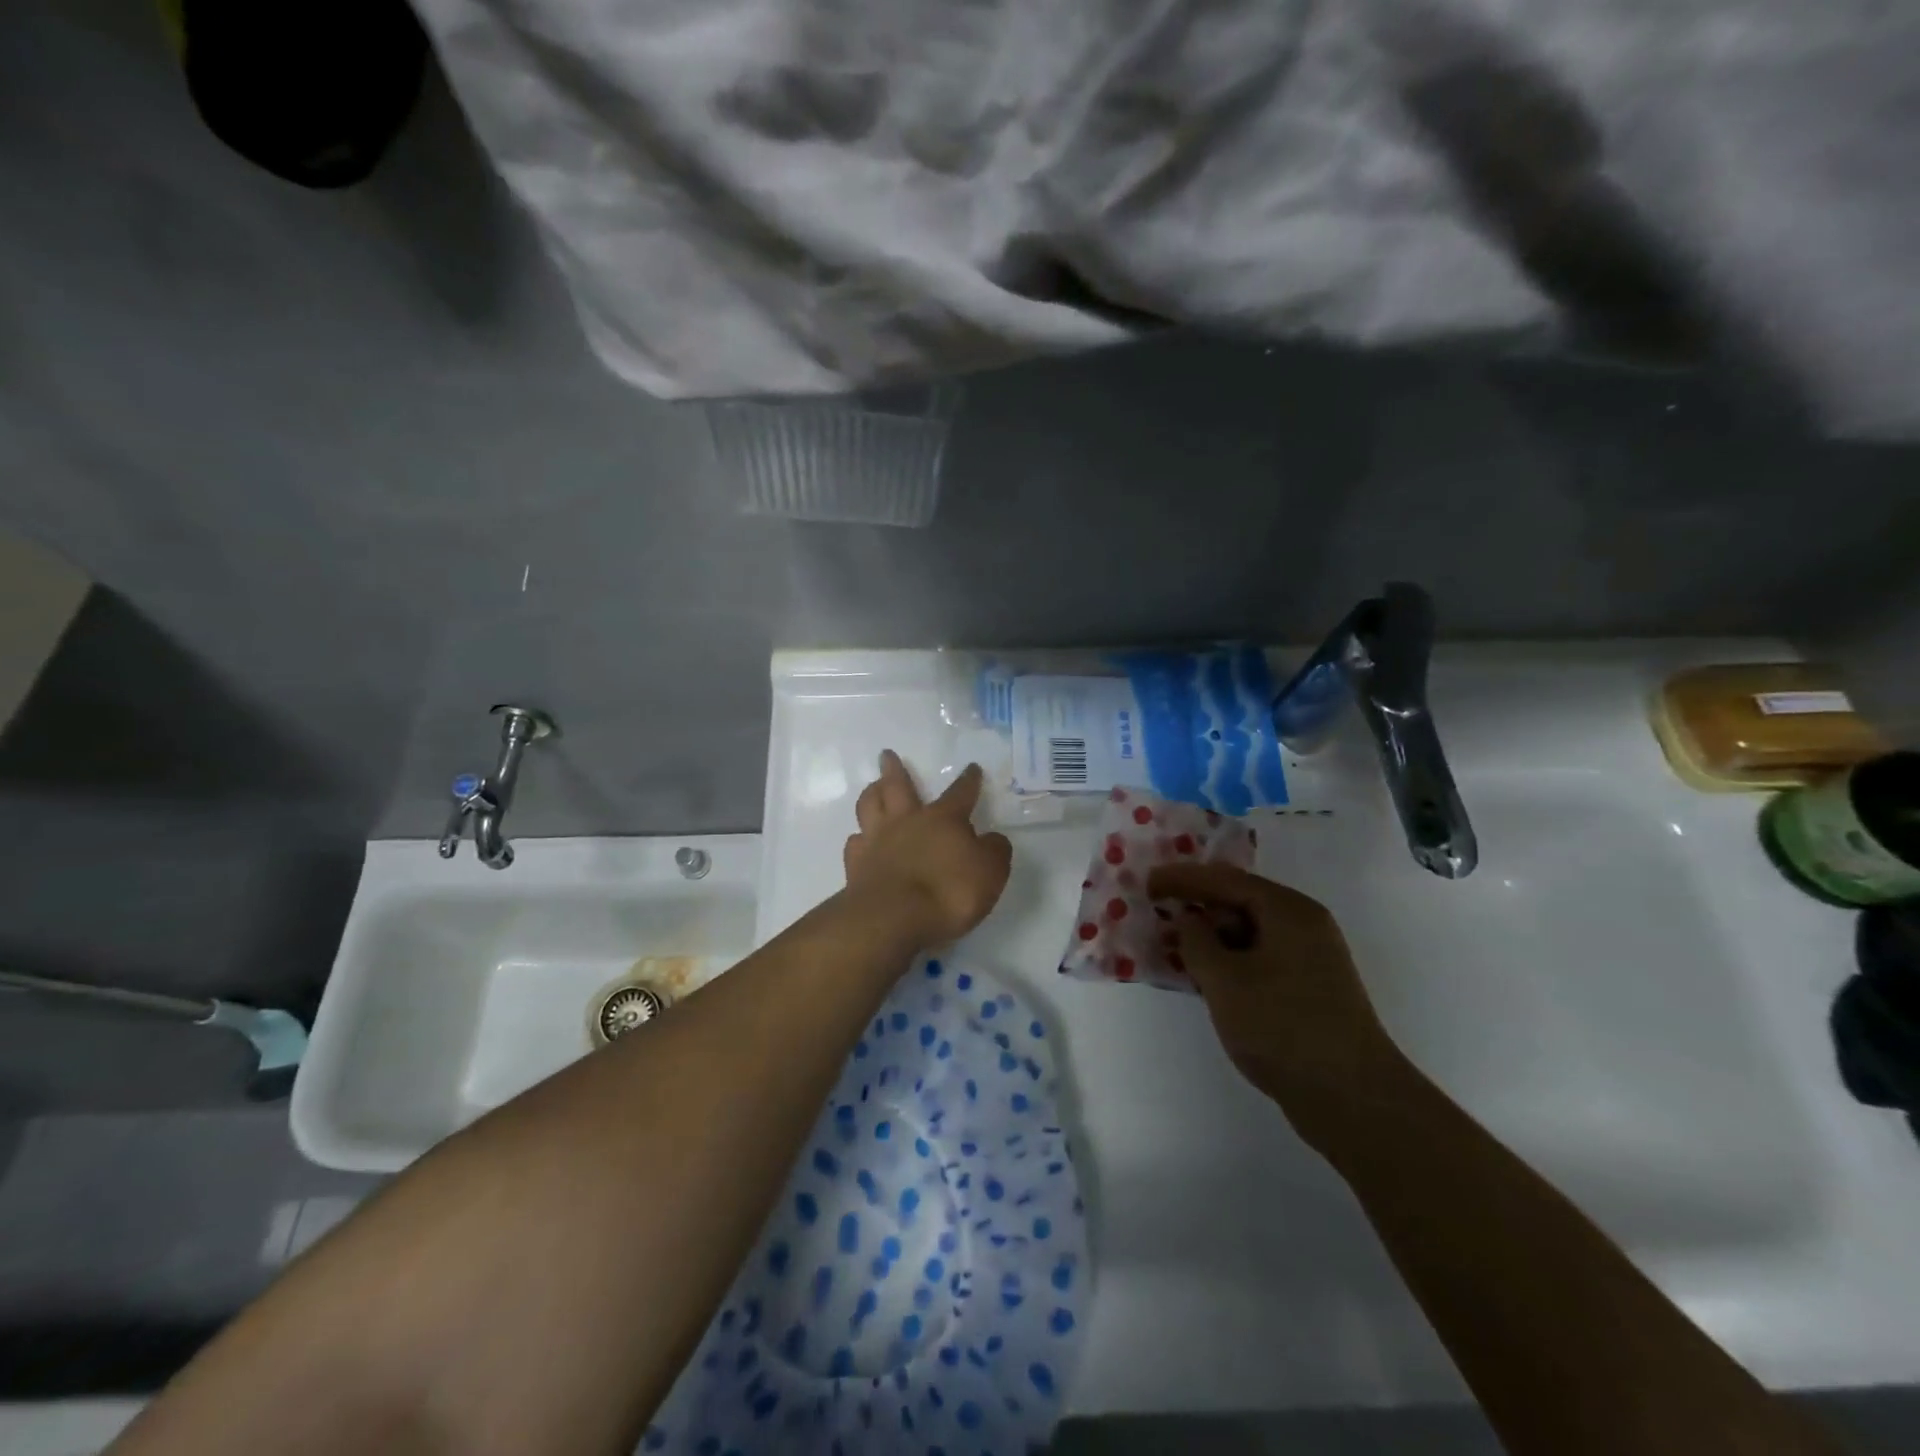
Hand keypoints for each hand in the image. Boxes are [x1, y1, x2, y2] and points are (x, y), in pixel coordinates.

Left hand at [844, 751, 1013, 948]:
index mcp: (943, 819)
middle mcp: (907, 822)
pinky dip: (859, 839)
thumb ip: (994, 851)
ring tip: (872, 787)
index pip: (960, 793)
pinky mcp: (856, 866)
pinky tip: (860, 840)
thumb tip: (992, 839)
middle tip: (887, 755)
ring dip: (871, 794)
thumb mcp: (990, 872)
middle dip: (895, 769)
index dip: (968, 780)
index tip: (972, 768)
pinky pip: (855, 844)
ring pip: (869, 807)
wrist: (893, 918)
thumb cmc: (948, 892)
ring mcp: (877, 842)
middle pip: (898, 787)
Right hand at [1148, 862, 1407, 1137]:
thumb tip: (1189, 921)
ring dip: (1211, 939)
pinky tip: (1204, 979)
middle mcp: (1304, 926)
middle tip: (1158, 916)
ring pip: (1249, 934)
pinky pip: (1259, 960)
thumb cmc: (1282, 1027)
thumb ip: (1196, 941)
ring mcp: (1311, 960)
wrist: (1352, 1098)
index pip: (1226, 880)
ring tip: (1174, 949)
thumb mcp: (1224, 980)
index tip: (1147, 883)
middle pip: (1240, 902)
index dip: (1183, 879)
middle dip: (1197, 908)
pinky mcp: (1309, 991)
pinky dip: (1229, 963)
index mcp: (1289, 911)